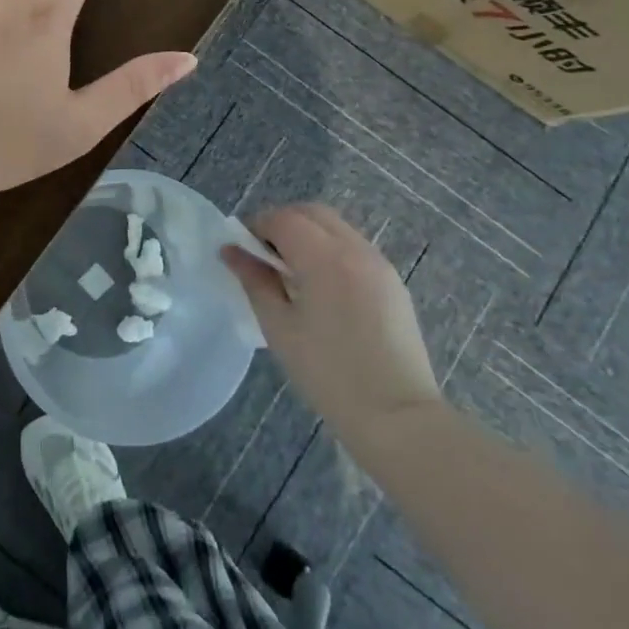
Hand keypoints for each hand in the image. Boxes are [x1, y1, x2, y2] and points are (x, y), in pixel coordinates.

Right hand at [223, 204, 440, 431]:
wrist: (397, 416)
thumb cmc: (328, 374)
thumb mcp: (279, 327)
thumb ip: (254, 281)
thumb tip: (230, 251)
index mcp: (325, 258)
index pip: (284, 219)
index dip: (257, 226)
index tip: (242, 251)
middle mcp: (355, 249)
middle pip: (312, 213)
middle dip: (283, 224)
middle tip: (264, 257)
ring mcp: (379, 263)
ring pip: (335, 227)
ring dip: (308, 235)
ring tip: (292, 273)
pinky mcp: (392, 281)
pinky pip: (354, 247)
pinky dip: (330, 250)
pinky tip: (321, 288)